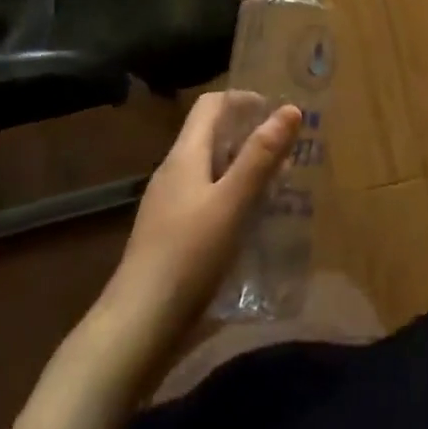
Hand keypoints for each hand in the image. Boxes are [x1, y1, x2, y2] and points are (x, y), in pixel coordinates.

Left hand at [89, 90, 301, 394]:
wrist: (137, 328)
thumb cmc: (188, 256)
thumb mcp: (233, 202)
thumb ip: (261, 156)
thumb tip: (290, 109)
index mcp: (184, 156)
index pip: (211, 105)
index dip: (245, 100)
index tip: (279, 115)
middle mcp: (173, 173)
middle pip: (212, 135)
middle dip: (251, 136)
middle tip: (289, 154)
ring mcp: (169, 207)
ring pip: (212, 170)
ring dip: (245, 169)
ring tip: (279, 187)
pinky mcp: (171, 236)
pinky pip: (207, 199)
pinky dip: (233, 198)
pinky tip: (252, 223)